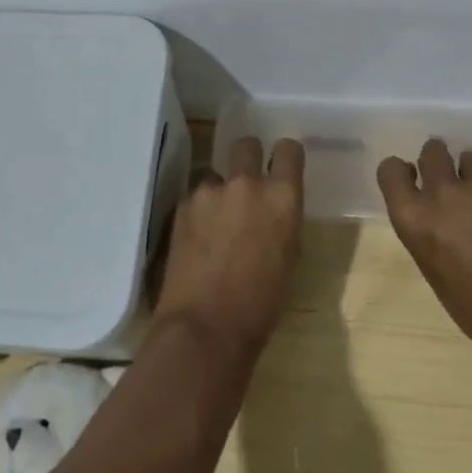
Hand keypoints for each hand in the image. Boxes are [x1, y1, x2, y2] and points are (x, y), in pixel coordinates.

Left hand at [153, 136, 305, 365]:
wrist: (207, 328)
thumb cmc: (261, 304)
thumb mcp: (289, 257)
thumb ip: (282, 220)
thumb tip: (273, 211)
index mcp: (283, 197)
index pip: (288, 149)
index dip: (284, 156)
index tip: (281, 166)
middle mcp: (247, 184)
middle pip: (246, 145)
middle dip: (247, 158)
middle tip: (245, 184)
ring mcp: (210, 192)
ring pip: (214, 173)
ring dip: (218, 190)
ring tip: (215, 222)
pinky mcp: (182, 206)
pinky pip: (195, 197)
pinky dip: (198, 211)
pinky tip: (197, 238)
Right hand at [377, 139, 471, 375]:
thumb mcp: (437, 274)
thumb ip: (431, 235)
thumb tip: (441, 222)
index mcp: (415, 218)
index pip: (390, 171)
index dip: (401, 172)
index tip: (412, 178)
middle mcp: (443, 192)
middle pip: (432, 151)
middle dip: (440, 161)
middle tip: (454, 183)